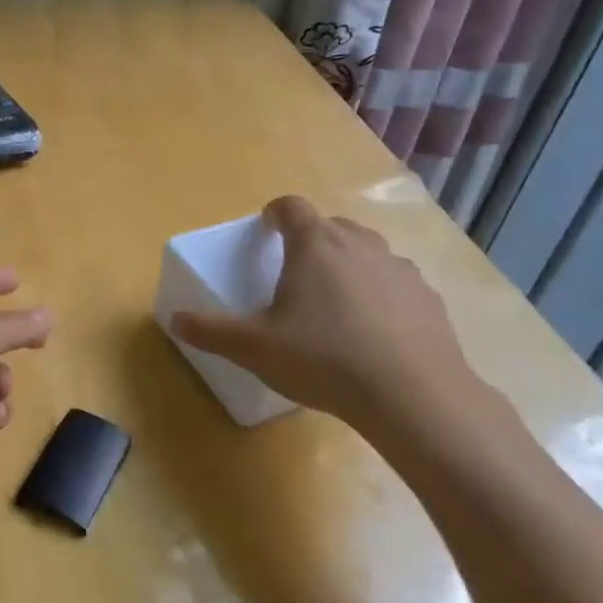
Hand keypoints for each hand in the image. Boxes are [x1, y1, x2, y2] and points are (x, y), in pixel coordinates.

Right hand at [171, 196, 476, 443]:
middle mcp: (359, 244)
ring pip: (366, 253)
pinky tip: (373, 333)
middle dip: (310, 242)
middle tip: (294, 275)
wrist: (412, 395)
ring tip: (333, 306)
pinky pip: (394, 284)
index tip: (264, 230)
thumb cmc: (324, 359)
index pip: (290, 207)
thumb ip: (211, 331)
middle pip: (330, 227)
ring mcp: (399, 269)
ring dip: (347, 266)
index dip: (274, 214)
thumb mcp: (254, 348)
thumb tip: (175, 320)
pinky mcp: (428, 298)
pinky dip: (379, 295)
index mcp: (315, 245)